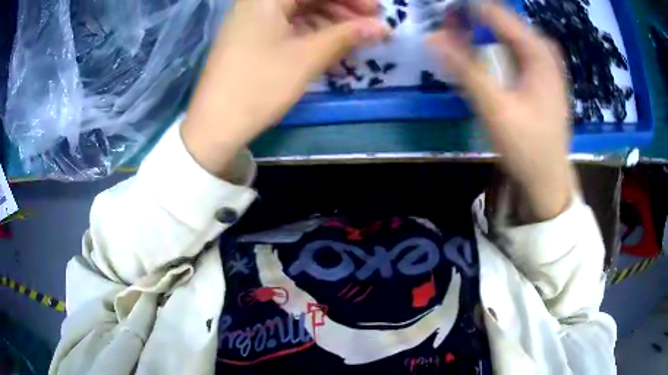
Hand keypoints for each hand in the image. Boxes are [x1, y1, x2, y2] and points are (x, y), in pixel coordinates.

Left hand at [182, 0, 388, 176]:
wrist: (214, 126)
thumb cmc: (260, 86)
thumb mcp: (307, 58)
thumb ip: (347, 36)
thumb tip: (382, 27)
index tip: (377, 12)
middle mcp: (257, 2)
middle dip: (342, 7)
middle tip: (369, 25)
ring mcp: (251, 19)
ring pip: (298, 10)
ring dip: (328, 21)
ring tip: (352, 38)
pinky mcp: (249, 37)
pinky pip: (286, 25)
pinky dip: (309, 32)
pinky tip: (327, 45)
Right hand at [428, 3, 572, 219]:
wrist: (548, 180)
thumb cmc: (527, 147)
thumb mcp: (495, 109)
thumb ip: (465, 70)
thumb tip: (432, 39)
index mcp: (538, 53)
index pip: (496, 13)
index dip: (466, 9)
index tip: (441, 12)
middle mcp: (545, 52)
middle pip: (505, 22)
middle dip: (474, 20)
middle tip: (448, 27)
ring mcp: (547, 65)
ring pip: (511, 34)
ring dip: (485, 31)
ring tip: (462, 35)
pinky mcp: (544, 78)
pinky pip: (518, 49)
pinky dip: (498, 45)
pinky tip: (489, 52)